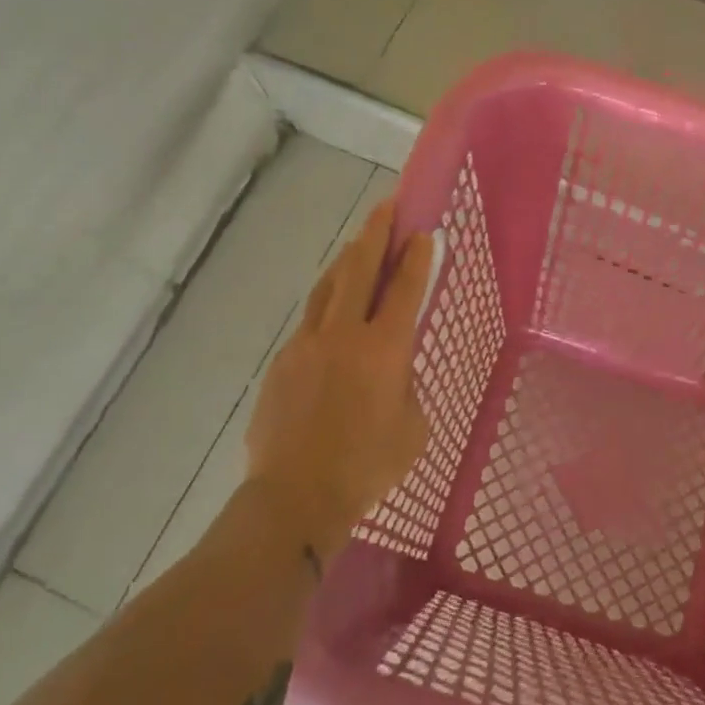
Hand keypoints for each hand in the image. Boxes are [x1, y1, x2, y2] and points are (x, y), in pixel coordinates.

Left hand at [240, 198, 433, 555]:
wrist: (295, 497)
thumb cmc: (367, 467)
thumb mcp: (412, 428)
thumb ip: (405, 386)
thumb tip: (391, 370)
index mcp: (384, 350)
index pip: (404, 289)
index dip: (416, 257)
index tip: (423, 231)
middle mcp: (343, 335)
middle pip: (359, 270)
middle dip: (376, 234)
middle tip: (387, 206)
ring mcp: (306, 345)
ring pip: (327, 288)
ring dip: (346, 261)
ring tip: (358, 244)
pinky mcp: (282, 363)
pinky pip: (309, 322)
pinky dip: (326, 305)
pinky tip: (332, 312)